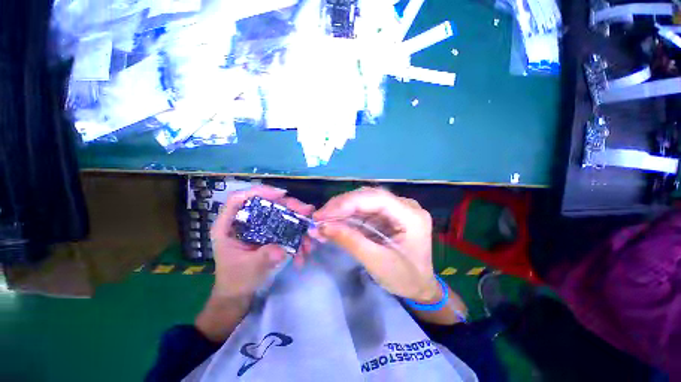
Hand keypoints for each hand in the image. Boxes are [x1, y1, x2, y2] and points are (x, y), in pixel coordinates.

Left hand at [210, 186, 314, 298]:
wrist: (241, 293)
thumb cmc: (237, 280)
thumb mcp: (249, 270)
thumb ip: (263, 258)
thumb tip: (281, 250)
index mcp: (229, 225)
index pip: (239, 199)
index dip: (259, 192)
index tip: (282, 194)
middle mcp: (246, 221)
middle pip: (268, 203)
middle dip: (290, 206)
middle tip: (307, 211)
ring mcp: (260, 226)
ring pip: (281, 214)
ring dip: (299, 223)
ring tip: (309, 239)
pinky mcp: (271, 233)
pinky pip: (287, 228)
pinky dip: (298, 237)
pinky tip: (304, 251)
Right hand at [313, 187, 439, 302]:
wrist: (420, 287)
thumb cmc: (405, 278)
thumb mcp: (376, 262)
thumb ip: (350, 241)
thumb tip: (322, 227)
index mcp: (411, 215)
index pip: (376, 198)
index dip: (347, 203)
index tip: (323, 214)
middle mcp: (405, 206)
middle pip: (368, 197)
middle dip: (342, 206)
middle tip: (319, 217)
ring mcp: (396, 208)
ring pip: (364, 202)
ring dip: (342, 211)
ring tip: (323, 221)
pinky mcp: (388, 214)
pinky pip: (365, 211)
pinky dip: (348, 217)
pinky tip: (334, 223)